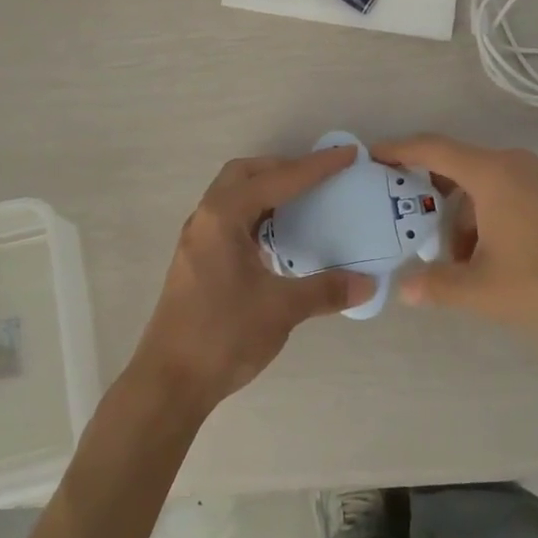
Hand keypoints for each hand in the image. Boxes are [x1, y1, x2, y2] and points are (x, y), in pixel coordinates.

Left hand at [131, 148, 372, 414]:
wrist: (169, 382)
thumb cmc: (222, 336)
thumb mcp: (280, 310)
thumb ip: (325, 290)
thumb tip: (368, 283)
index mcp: (223, 217)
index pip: (277, 180)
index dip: (315, 167)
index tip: (347, 155)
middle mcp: (206, 218)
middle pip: (245, 174)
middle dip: (283, 168)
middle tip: (318, 178)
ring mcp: (197, 239)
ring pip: (234, 195)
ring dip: (267, 190)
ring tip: (303, 202)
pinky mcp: (197, 259)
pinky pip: (230, 218)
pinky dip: (256, 214)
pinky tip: (278, 238)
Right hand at [374, 135, 537, 348]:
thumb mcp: (482, 290)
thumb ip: (436, 285)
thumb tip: (404, 288)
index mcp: (492, 174)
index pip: (433, 148)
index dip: (399, 149)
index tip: (372, 154)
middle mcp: (516, 164)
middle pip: (459, 165)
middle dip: (430, 191)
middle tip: (407, 216)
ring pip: (485, 184)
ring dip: (463, 212)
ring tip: (456, 257)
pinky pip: (510, 192)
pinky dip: (489, 214)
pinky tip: (492, 256)